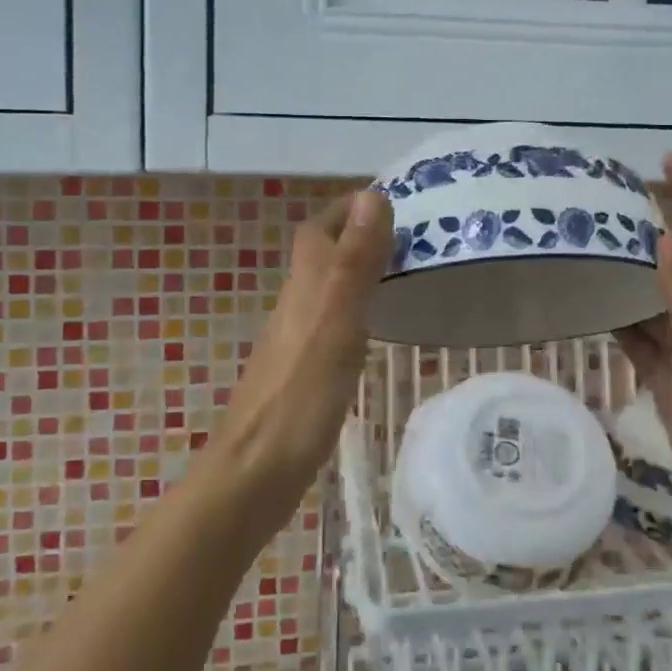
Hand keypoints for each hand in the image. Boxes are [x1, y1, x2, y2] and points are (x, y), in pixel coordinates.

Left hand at [219, 189, 393, 489]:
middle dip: (362, 235)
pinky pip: (333, 322)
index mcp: (305, 287)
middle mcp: (296, 305)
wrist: (256, 473)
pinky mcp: (302, 371)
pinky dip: (358, 309)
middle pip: (324, 254)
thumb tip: (372, 197)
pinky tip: (379, 327)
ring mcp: (297, 340)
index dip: (351, 208)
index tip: (395, 200)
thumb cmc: (301, 396)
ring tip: (407, 271)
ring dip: (361, 270)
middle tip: (414, 236)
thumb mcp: (336, 323)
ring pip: (328, 287)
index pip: (321, 228)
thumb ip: (354, 263)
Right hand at [616, 155, 671, 528]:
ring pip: (652, 287)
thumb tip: (669, 232)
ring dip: (627, 261)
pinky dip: (614, 310)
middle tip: (603, 200)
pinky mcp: (666, 368)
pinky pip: (636, 328)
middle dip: (651, 217)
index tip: (664, 162)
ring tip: (584, 242)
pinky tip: (584, 304)